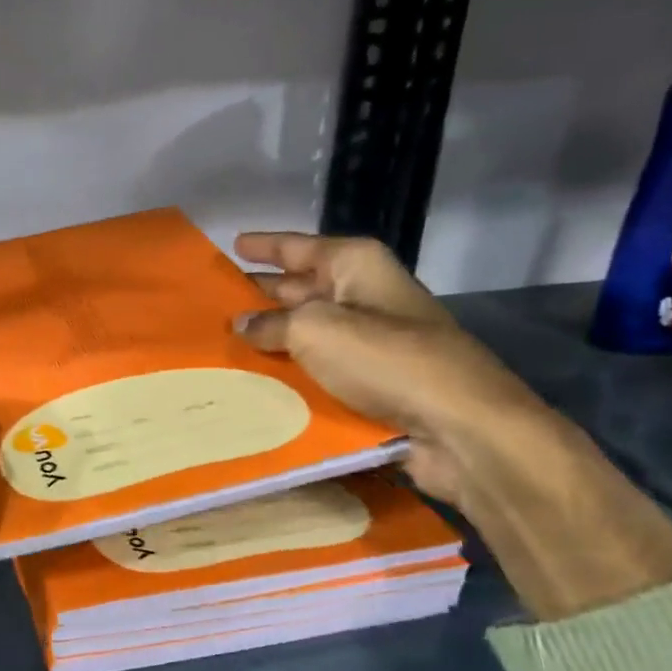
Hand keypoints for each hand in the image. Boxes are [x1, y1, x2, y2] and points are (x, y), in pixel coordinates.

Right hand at [232, 232, 547, 507]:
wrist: (458, 425)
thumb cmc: (385, 360)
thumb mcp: (315, 331)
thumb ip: (271, 324)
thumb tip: (242, 324)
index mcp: (355, 266)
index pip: (298, 246)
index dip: (264, 246)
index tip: (231, 245)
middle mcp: (363, 296)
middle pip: (300, 288)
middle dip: (260, 293)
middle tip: (213, 301)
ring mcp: (370, 341)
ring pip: (307, 332)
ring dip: (271, 338)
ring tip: (222, 343)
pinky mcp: (371, 381)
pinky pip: (319, 369)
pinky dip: (291, 372)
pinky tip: (255, 382)